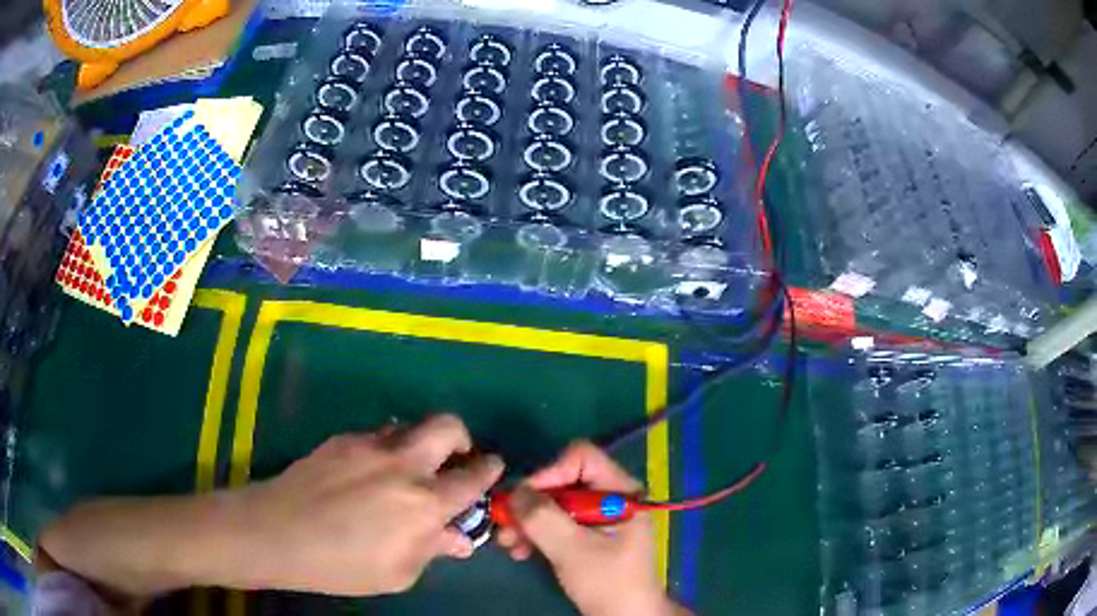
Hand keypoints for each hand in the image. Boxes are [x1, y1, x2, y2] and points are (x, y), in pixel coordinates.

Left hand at [237, 415, 502, 595]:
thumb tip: (459, 538)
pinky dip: (387, 448)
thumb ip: (432, 549)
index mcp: (424, 503)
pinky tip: (369, 474)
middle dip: (461, 438)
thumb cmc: (342, 565)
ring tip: (407, 469)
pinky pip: (377, 434)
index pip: (471, 477)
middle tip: (455, 458)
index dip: (488, 469)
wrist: (278, 533)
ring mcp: (370, 445)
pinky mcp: (343, 439)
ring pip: (410, 425)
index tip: (492, 468)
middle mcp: (403, 464)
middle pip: (447, 426)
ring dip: (420, 443)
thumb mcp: (398, 572)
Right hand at [497, 441, 687, 615]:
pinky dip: (535, 534)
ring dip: (528, 521)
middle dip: (530, 504)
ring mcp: (597, 517)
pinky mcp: (585, 535)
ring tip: (508, 544)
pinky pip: (555, 523)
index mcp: (620, 492)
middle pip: (562, 481)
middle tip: (505, 525)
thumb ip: (544, 518)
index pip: (581, 458)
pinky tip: (520, 551)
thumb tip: (514, 491)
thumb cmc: (608, 583)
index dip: (549, 472)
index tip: (524, 500)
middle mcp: (609, 497)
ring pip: (553, 503)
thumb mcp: (574, 551)